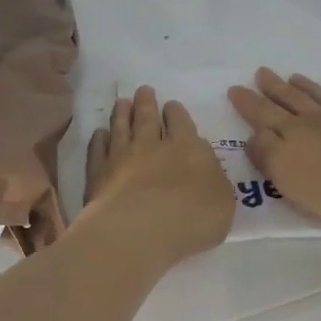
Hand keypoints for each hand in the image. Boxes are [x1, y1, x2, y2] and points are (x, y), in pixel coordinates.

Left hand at [81, 86, 233, 264]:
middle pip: (147, 117)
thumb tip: (204, 167)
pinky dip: (99, 139)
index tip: (170, 105)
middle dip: (146, 102)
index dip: (175, 112)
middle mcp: (152, 145)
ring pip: (121, 127)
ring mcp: (121, 156)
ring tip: (122, 102)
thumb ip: (214, 179)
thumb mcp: (222, 201)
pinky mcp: (98, 172)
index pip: (181, 122)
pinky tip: (99, 134)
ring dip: (122, 113)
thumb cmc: (192, 219)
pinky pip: (98, 149)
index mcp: (187, 148)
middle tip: (143, 91)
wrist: (140, 229)